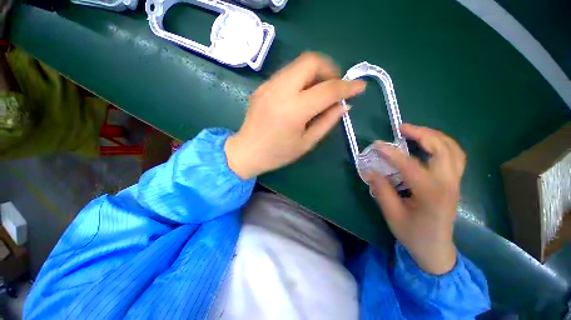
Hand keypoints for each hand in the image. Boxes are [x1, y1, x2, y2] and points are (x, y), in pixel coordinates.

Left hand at [225, 52, 365, 178]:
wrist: (246, 151)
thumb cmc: (277, 153)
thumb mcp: (306, 143)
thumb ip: (327, 122)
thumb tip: (344, 105)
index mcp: (293, 110)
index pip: (327, 90)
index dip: (347, 86)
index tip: (360, 86)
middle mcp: (280, 91)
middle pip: (310, 61)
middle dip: (329, 69)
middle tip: (334, 87)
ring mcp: (268, 85)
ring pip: (298, 63)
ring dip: (315, 72)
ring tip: (320, 90)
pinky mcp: (263, 86)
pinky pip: (288, 73)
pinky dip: (302, 78)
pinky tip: (303, 94)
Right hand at [367, 124, 465, 273]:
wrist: (435, 249)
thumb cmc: (412, 234)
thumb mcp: (392, 215)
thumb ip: (382, 191)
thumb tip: (371, 171)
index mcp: (431, 194)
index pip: (410, 166)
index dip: (392, 153)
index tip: (377, 145)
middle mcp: (448, 184)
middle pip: (442, 149)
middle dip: (422, 134)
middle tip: (401, 128)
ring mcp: (455, 182)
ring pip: (453, 149)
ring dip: (434, 135)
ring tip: (414, 131)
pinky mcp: (454, 182)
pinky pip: (455, 156)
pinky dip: (443, 144)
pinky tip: (429, 143)